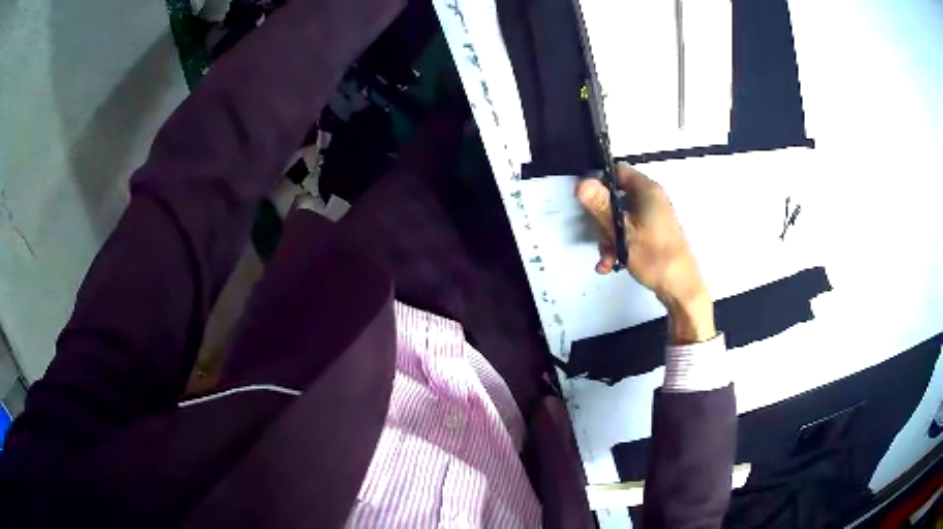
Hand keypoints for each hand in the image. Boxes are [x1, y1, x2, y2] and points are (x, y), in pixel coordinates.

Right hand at [576, 163, 715, 343]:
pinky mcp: (654, 234)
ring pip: (621, 218)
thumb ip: (600, 206)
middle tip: (598, 237)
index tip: (585, 200)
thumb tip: (580, 182)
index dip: (599, 181)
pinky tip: (611, 264)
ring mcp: (654, 217)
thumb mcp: (622, 231)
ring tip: (606, 259)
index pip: (618, 171)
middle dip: (602, 219)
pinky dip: (619, 245)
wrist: (680, 288)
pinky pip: (630, 232)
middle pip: (616, 197)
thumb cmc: (653, 256)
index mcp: (648, 190)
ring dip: (608, 237)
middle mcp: (652, 199)